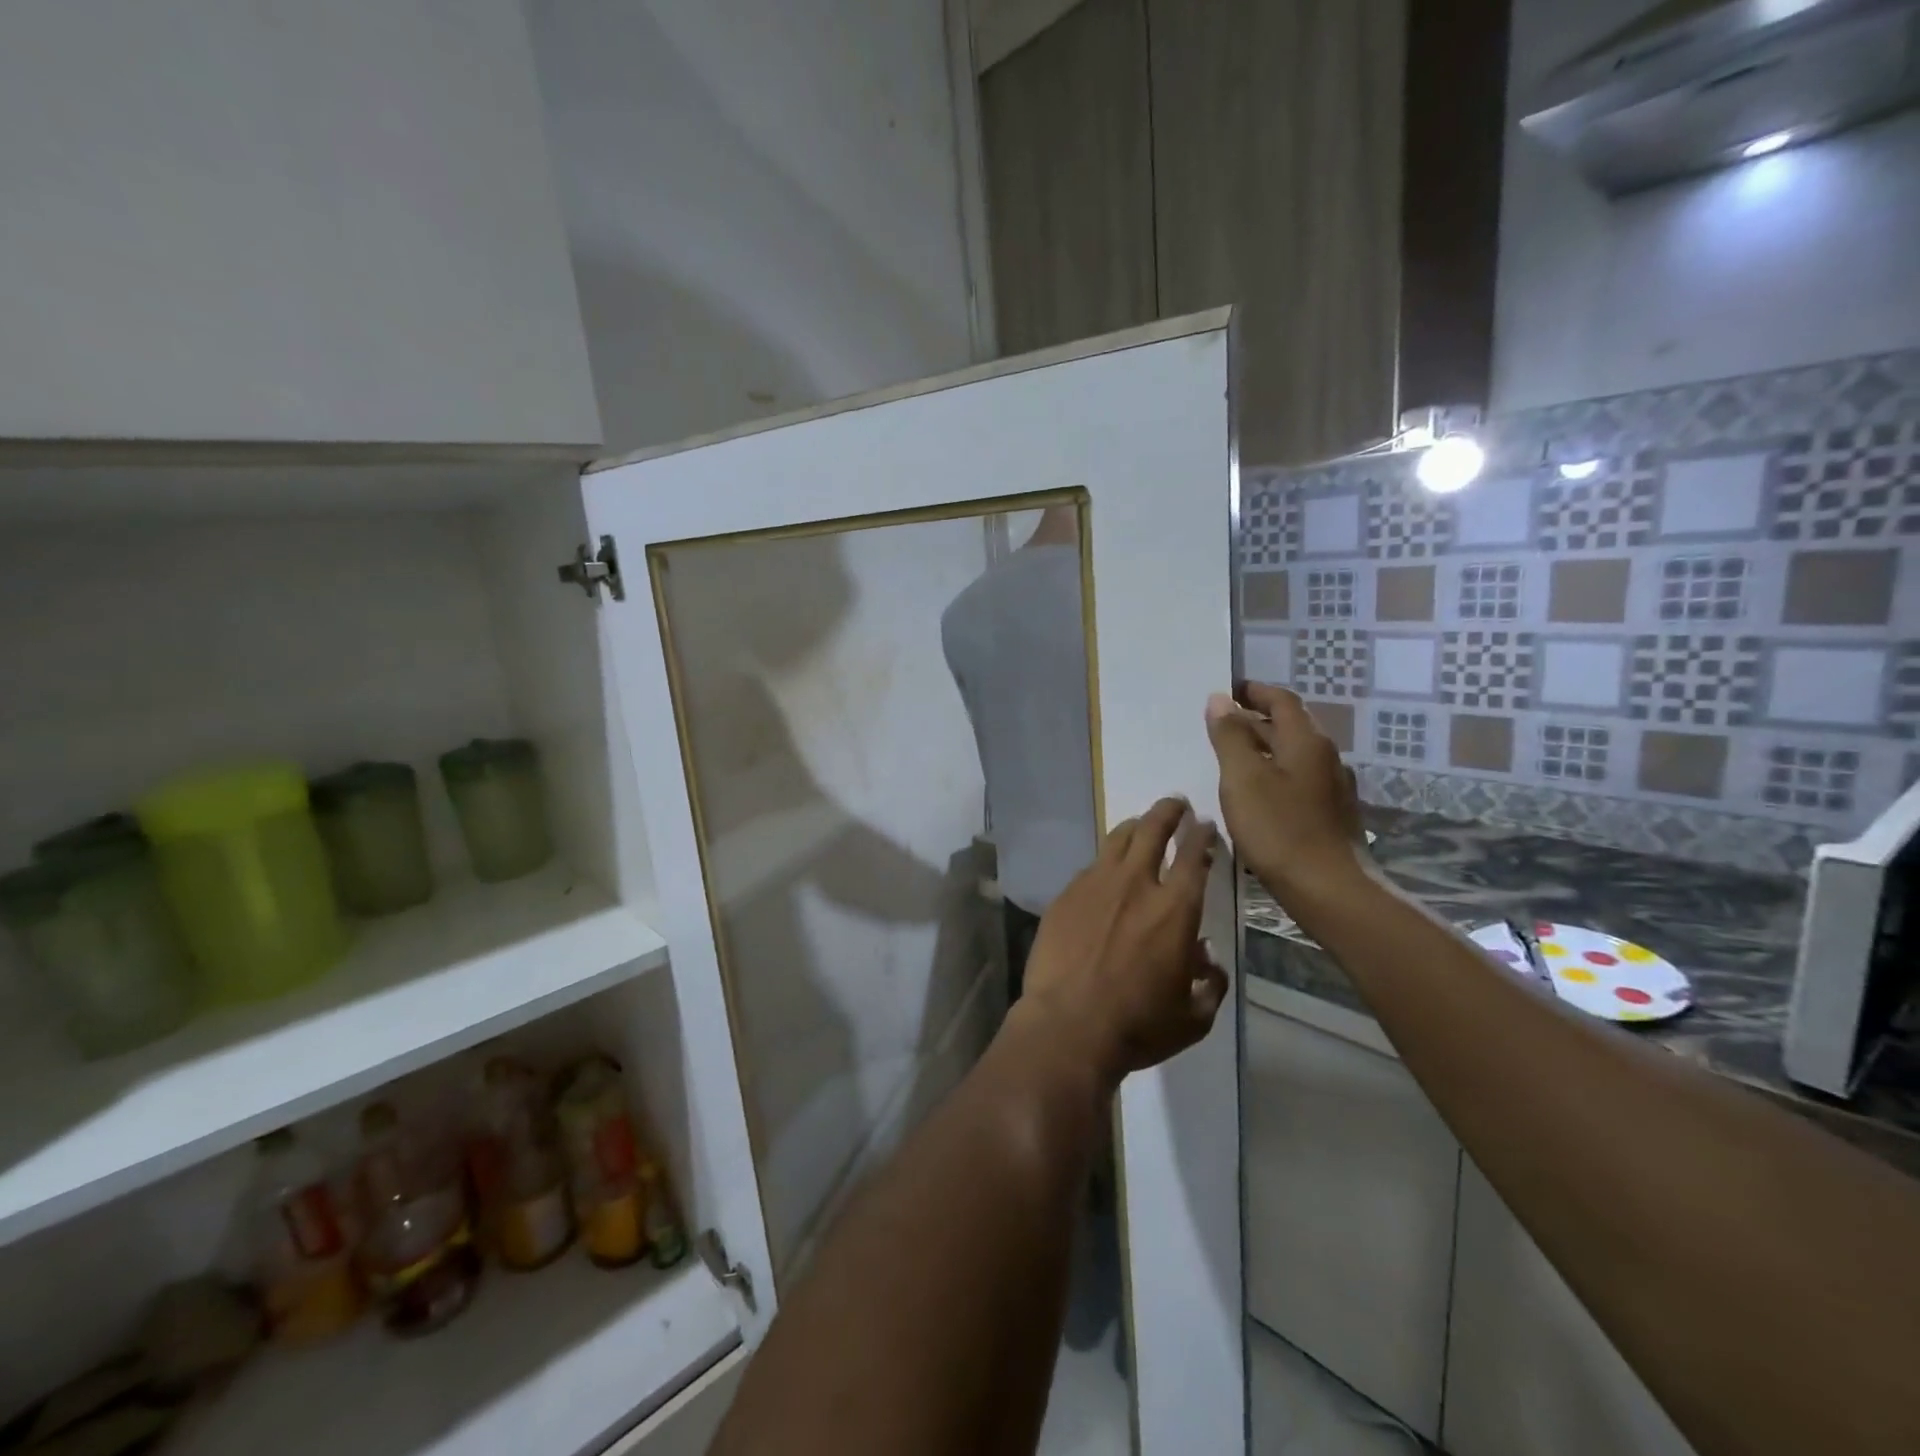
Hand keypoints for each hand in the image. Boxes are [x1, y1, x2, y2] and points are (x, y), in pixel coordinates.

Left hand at [1019, 798, 1227, 1085]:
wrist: (1067, 1026)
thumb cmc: (1137, 1026)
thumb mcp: (1193, 1018)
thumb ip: (1210, 985)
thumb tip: (1206, 961)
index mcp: (1175, 909)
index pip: (1195, 856)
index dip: (1203, 835)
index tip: (1205, 825)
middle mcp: (1136, 884)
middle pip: (1153, 829)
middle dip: (1169, 810)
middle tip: (1176, 804)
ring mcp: (1095, 885)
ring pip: (1117, 839)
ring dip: (1135, 827)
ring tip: (1140, 825)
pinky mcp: (1065, 895)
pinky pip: (1090, 867)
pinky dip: (1105, 864)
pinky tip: (1104, 874)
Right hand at [1205, 683, 1369, 907]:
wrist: (1329, 890)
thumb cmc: (1280, 830)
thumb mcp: (1242, 779)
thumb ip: (1229, 736)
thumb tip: (1219, 699)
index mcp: (1306, 742)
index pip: (1282, 701)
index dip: (1254, 692)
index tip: (1228, 691)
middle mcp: (1325, 757)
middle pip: (1290, 726)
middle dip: (1256, 720)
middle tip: (1221, 724)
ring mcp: (1332, 788)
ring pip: (1294, 755)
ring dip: (1265, 748)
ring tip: (1232, 758)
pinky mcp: (1330, 815)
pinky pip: (1298, 780)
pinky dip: (1274, 774)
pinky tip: (1256, 795)